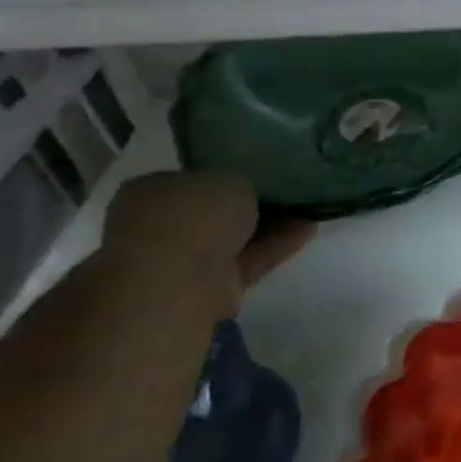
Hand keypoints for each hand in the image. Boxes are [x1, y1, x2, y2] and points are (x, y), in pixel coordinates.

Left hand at [103, 172, 314, 302]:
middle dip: (250, 205)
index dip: (224, 175)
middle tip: (289, 191)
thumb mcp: (229, 177)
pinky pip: (249, 261)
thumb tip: (243, 193)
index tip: (259, 173)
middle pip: (214, 213)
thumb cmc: (193, 214)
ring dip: (271, 226)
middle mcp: (160, 227)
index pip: (191, 180)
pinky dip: (277, 246)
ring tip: (310, 208)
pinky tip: (309, 229)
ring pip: (234, 239)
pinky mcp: (211, 288)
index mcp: (150, 192)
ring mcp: (184, 262)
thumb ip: (239, 184)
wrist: (177, 281)